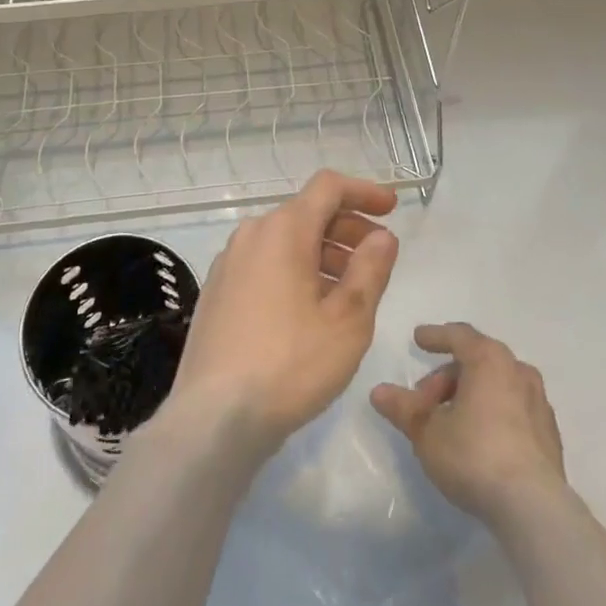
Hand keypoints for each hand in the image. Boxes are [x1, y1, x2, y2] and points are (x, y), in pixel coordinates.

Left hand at [166, 171, 399, 457]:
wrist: (214, 417)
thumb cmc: (290, 364)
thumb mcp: (347, 321)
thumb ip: (370, 270)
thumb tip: (383, 236)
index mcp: (284, 230)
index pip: (328, 187)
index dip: (363, 192)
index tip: (392, 208)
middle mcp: (252, 234)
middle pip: (306, 213)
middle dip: (347, 227)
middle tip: (378, 256)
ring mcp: (229, 263)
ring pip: (285, 241)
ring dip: (322, 253)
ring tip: (350, 290)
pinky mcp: (218, 292)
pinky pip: (265, 264)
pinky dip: (294, 271)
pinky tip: (310, 310)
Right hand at [370, 322, 566, 526]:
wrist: (534, 509)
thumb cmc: (474, 455)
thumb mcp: (427, 432)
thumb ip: (403, 408)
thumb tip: (378, 392)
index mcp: (489, 359)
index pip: (458, 335)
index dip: (435, 336)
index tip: (419, 339)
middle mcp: (517, 370)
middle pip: (476, 362)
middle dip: (447, 378)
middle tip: (425, 403)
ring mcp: (538, 403)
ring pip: (497, 386)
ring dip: (471, 396)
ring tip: (451, 423)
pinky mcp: (549, 435)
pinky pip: (514, 410)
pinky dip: (494, 414)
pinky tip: (481, 440)